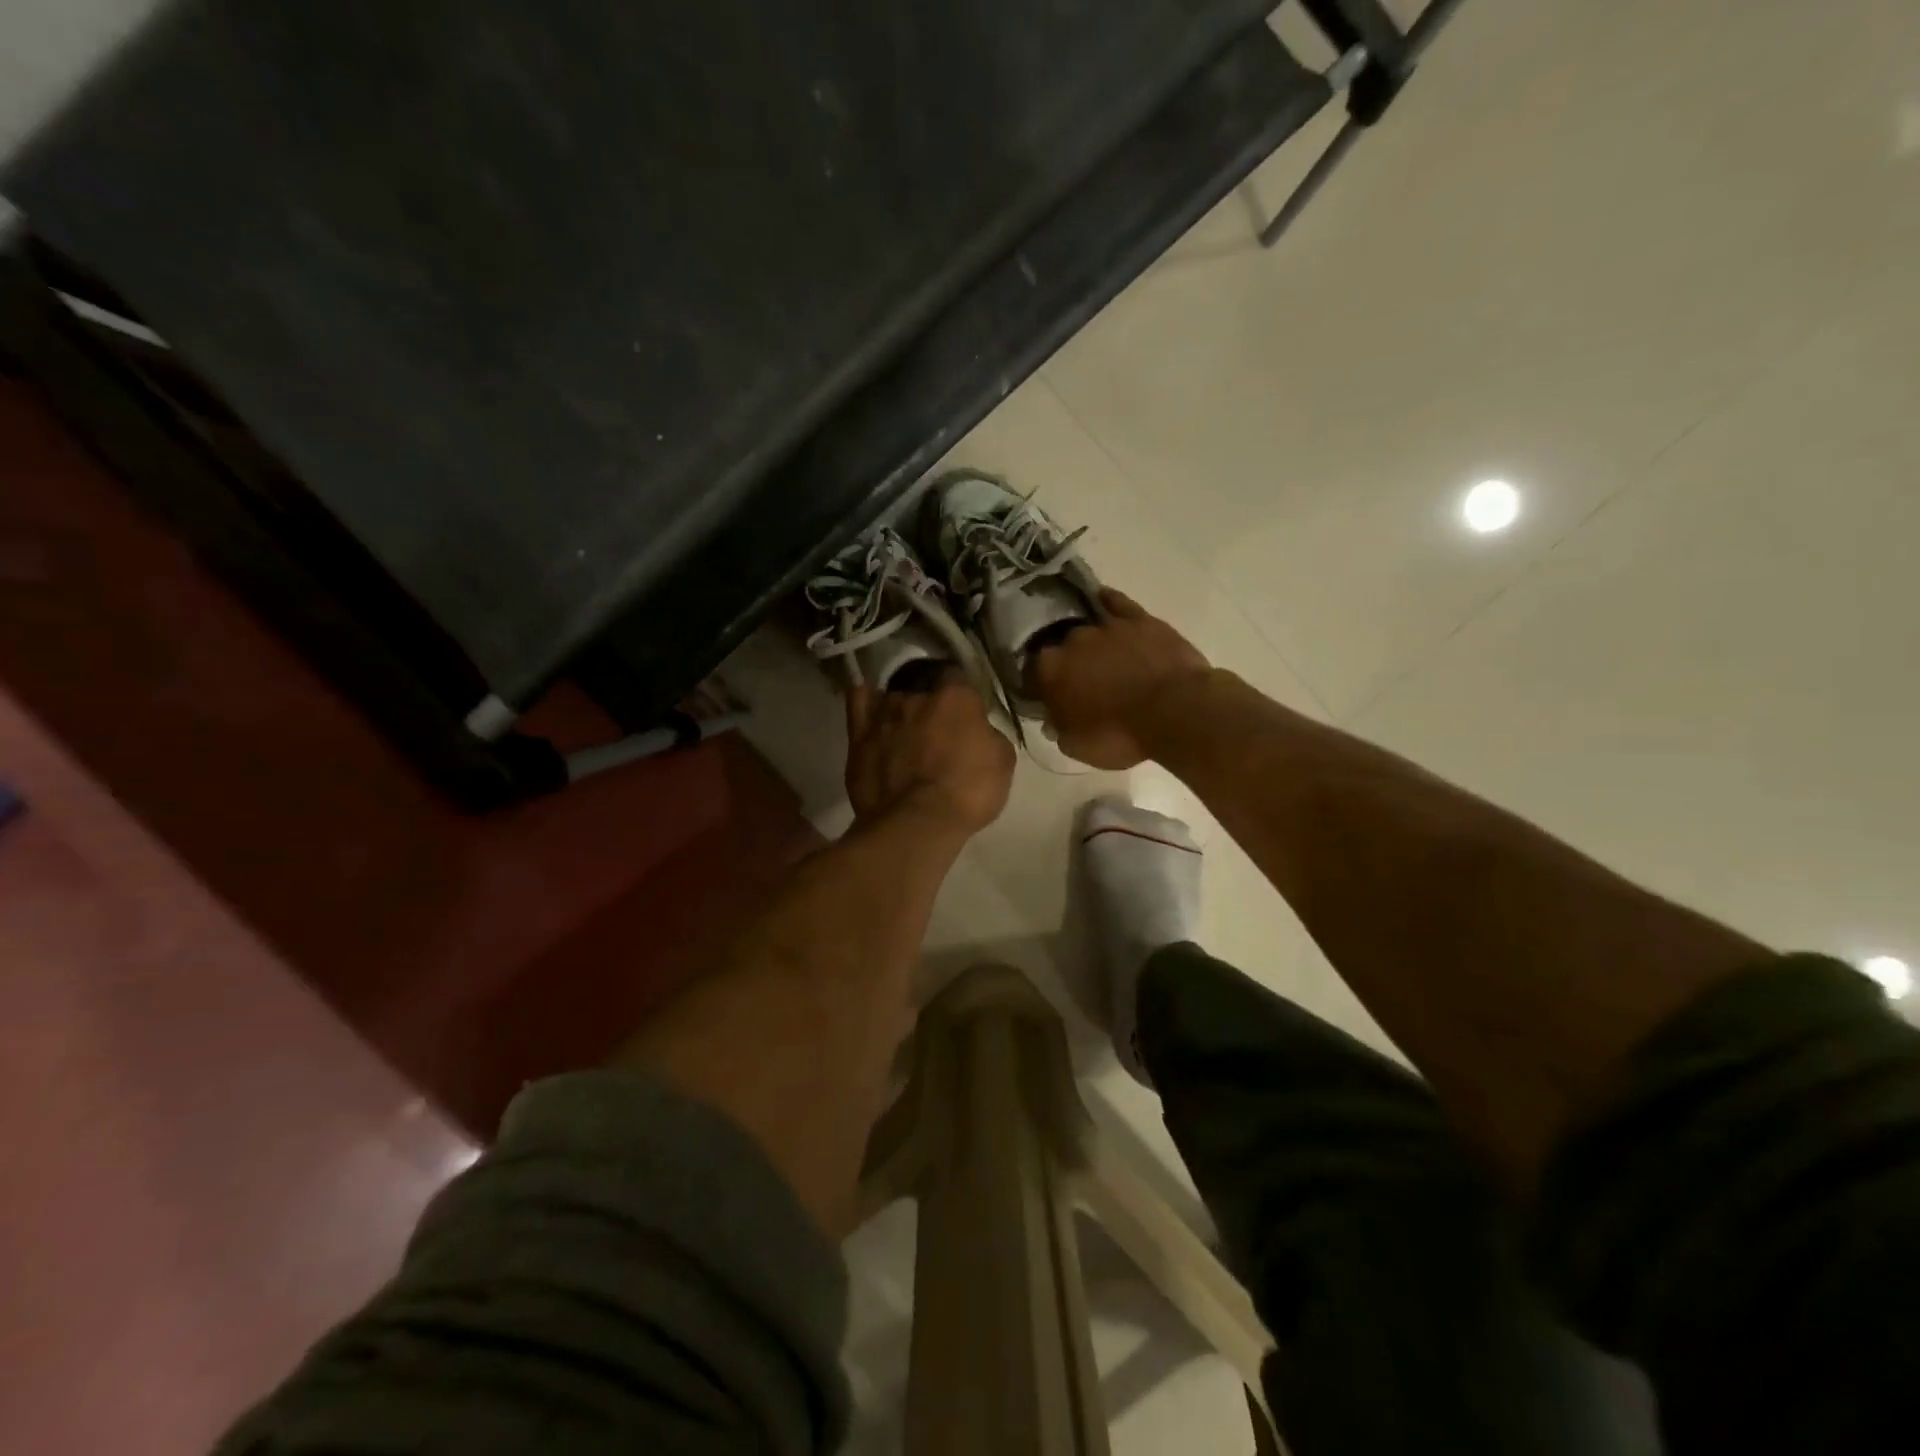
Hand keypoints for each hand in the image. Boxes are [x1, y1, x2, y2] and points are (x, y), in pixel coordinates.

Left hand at [845, 672, 1014, 836]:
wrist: (917, 823)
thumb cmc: (968, 791)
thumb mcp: (1002, 761)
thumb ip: (988, 734)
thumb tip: (977, 730)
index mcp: (955, 696)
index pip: (958, 676)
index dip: (962, 693)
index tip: (966, 710)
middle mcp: (916, 695)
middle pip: (924, 687)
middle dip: (931, 702)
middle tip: (938, 727)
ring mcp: (884, 714)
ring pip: (894, 697)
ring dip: (902, 708)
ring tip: (907, 727)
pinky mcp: (858, 736)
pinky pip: (858, 703)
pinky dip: (864, 697)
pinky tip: (866, 694)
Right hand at [1029, 589, 1211, 768]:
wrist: (1175, 713)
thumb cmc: (1120, 735)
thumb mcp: (1077, 746)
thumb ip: (1058, 728)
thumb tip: (1053, 719)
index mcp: (1050, 671)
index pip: (1031, 671)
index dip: (1037, 684)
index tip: (1044, 696)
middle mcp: (1072, 641)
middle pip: (1060, 647)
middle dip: (1066, 661)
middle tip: (1078, 681)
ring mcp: (1106, 626)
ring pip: (1087, 626)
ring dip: (1087, 639)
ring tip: (1096, 653)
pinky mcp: (1140, 619)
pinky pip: (1117, 603)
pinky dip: (1108, 602)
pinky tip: (1103, 600)